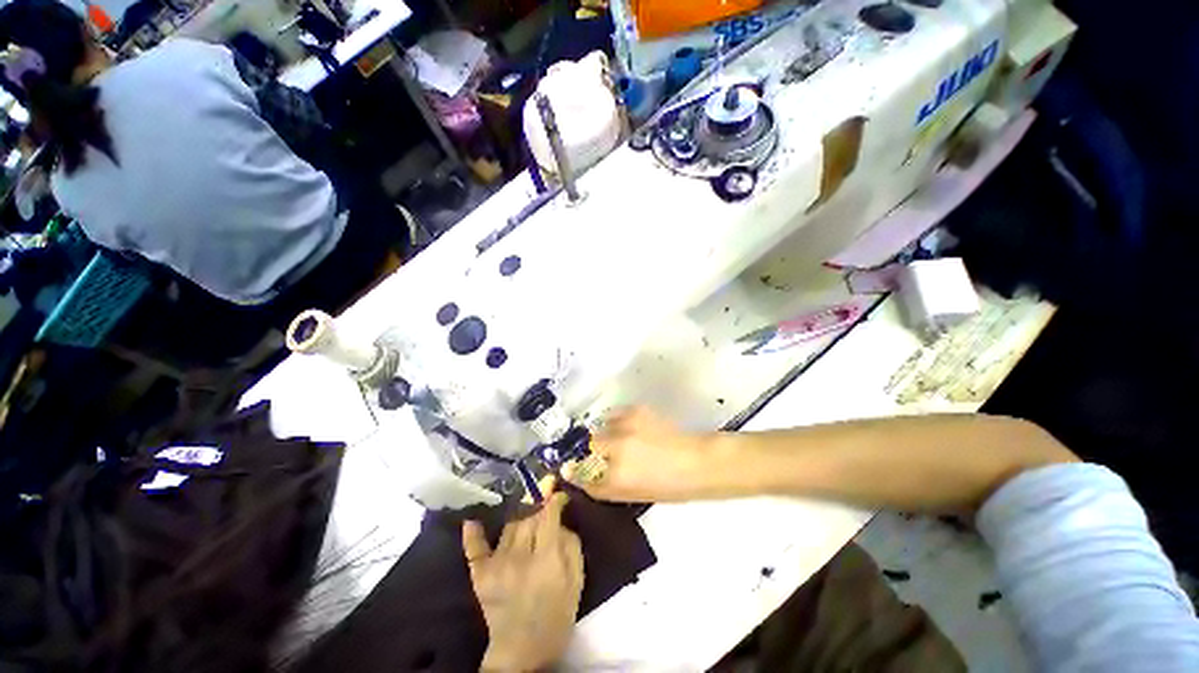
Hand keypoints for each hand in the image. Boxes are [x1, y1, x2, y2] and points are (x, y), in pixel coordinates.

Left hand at [464, 492, 583, 671]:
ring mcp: (497, 565)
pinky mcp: (480, 575)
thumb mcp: (576, 579)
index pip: (548, 516)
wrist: (524, 651)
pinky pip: (475, 549)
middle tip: (546, 515)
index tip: (559, 496)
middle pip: (529, 518)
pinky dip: (473, 535)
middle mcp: (520, 557)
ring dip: (522, 521)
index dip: (554, 501)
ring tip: (528, 524)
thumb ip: (571, 544)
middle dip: (540, 512)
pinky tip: (472, 521)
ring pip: (510, 527)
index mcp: (547, 559)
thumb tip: (560, 520)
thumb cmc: (557, 614)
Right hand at [565, 406, 715, 502]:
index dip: (575, 473)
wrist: (696, 461)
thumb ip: (603, 487)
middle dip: (592, 453)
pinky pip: (613, 415)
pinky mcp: (635, 411)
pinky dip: (614, 422)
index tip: (573, 471)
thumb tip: (581, 477)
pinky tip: (625, 429)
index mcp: (616, 477)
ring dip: (603, 436)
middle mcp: (616, 449)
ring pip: (599, 428)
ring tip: (618, 441)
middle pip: (589, 447)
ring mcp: (626, 426)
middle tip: (604, 458)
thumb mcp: (633, 495)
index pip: (582, 475)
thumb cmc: (669, 487)